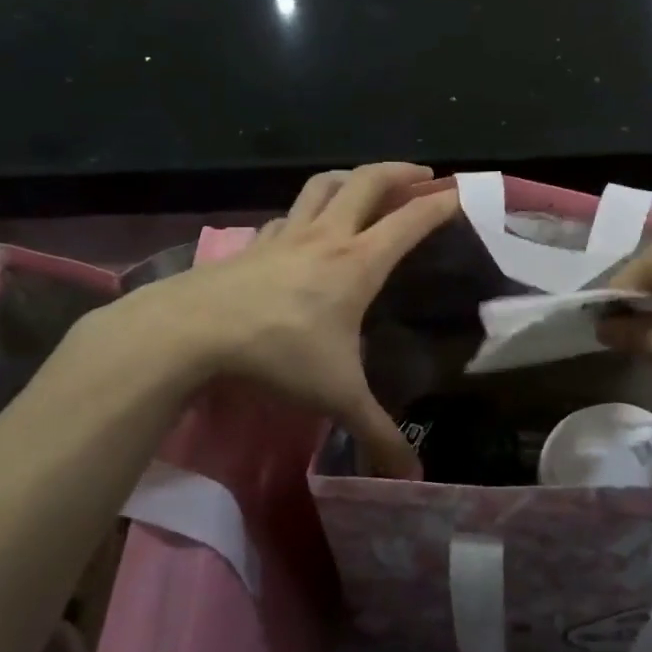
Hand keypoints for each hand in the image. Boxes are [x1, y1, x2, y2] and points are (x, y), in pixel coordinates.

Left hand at [103, 163, 458, 476]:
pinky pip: (289, 214)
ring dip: (351, 177)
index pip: (410, 221)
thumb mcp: (336, 398)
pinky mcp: (254, 244)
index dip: (441, 204)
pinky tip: (304, 227)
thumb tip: (414, 479)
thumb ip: (377, 435)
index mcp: (358, 263)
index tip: (463, 193)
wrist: (189, 332)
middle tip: (423, 174)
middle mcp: (327, 237)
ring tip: (367, 184)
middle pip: (368, 182)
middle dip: (400, 171)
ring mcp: (286, 235)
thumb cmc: (276, 354)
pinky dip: (308, 210)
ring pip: (324, 185)